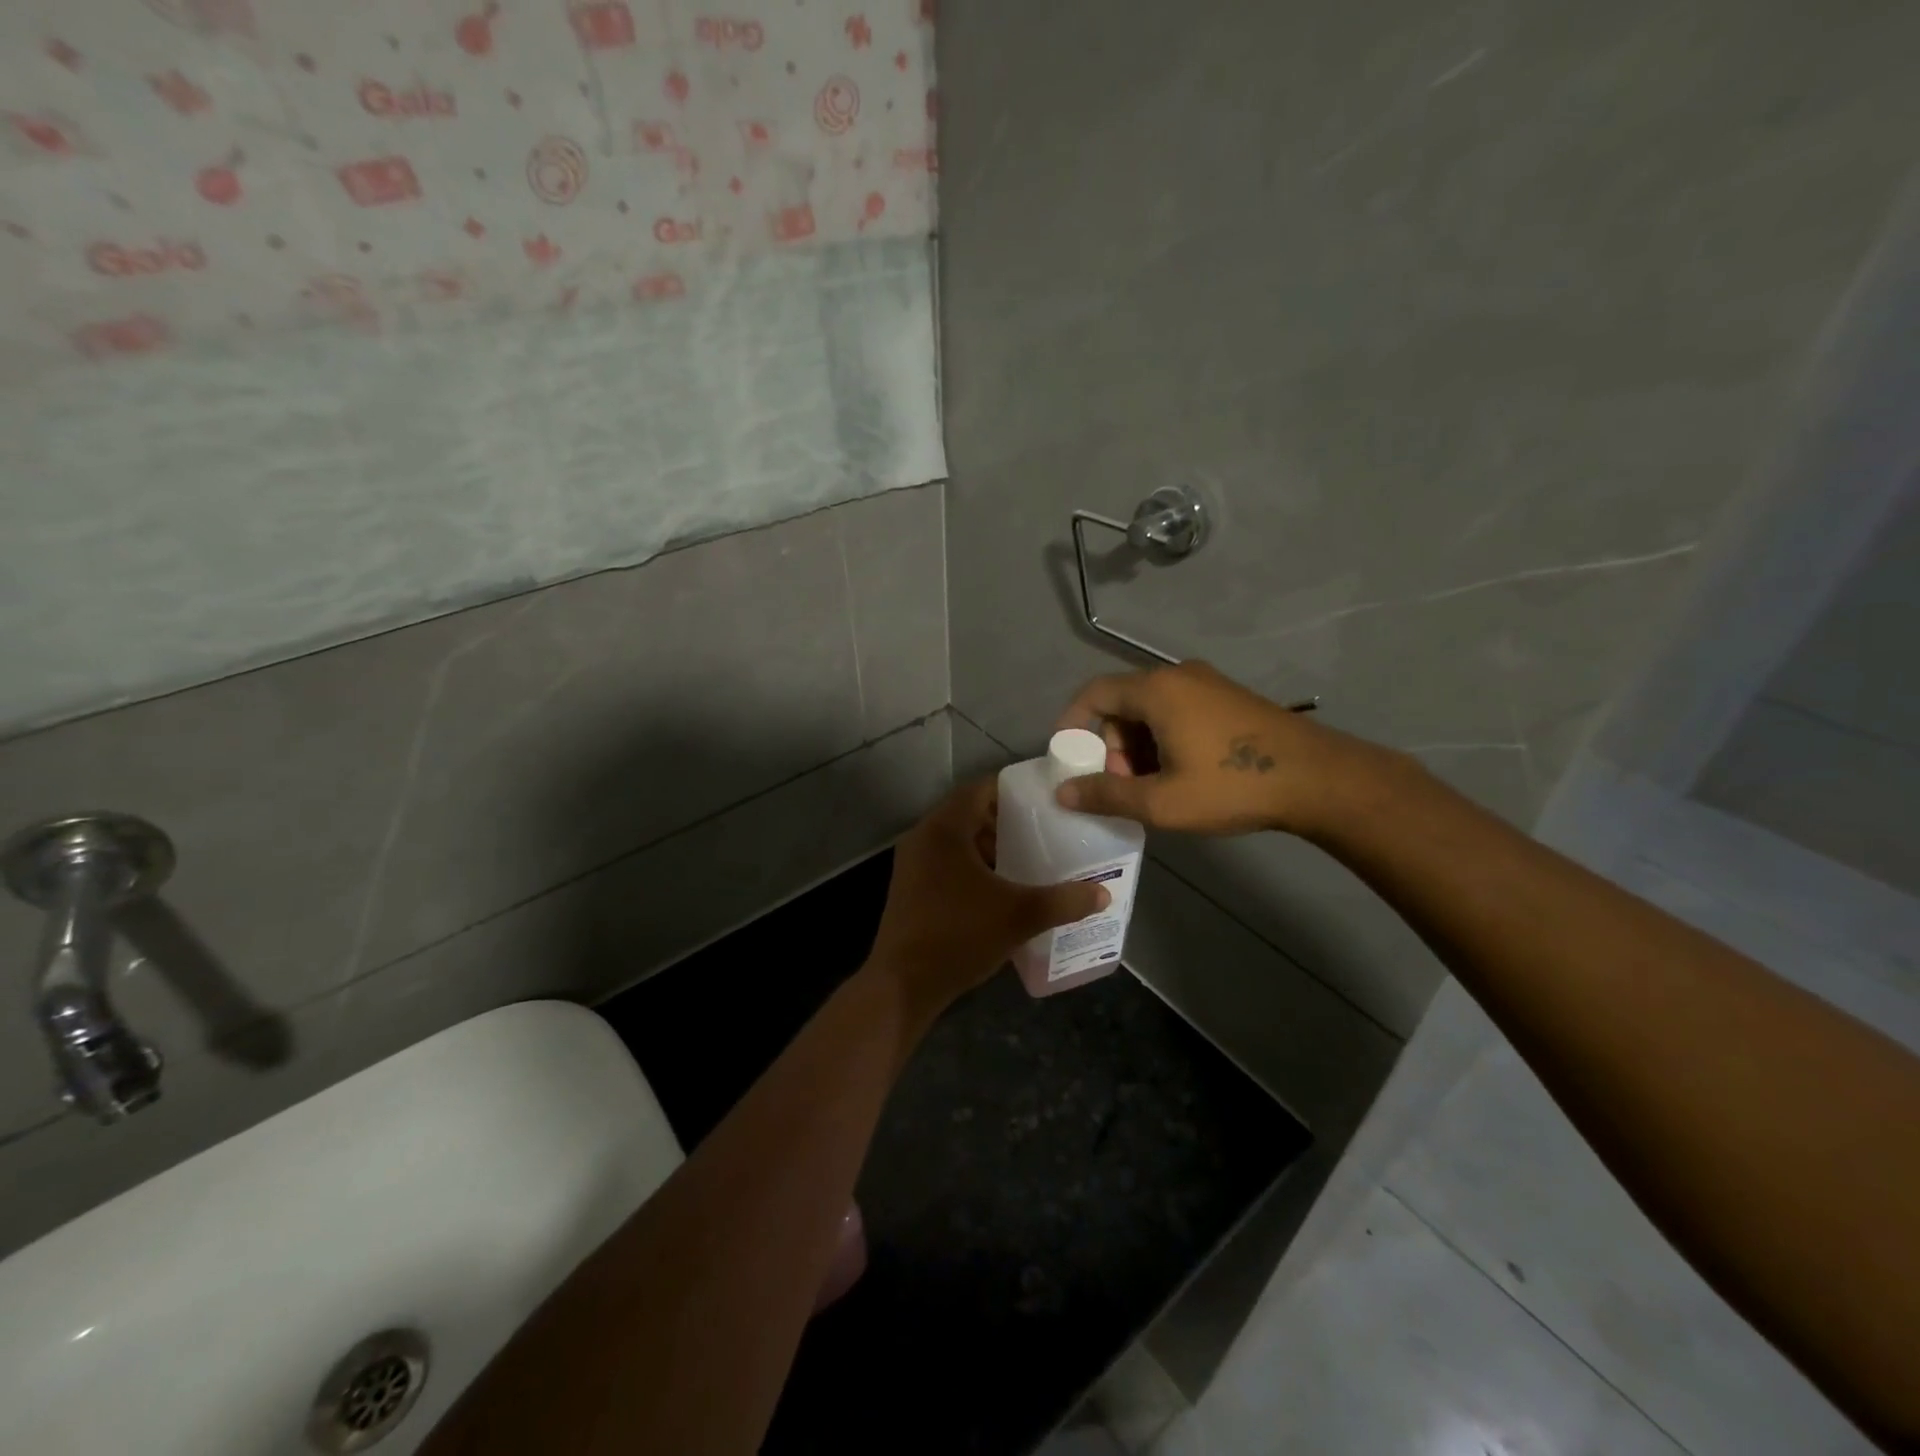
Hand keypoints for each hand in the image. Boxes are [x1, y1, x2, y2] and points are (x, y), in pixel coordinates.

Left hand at [867, 778, 1109, 1009]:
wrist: (903, 984)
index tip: (1044, 800)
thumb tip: (1103, 894)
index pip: (980, 789)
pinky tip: (999, 890)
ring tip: (1027, 860)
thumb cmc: (959, 935)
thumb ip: (1063, 901)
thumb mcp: (1019, 916)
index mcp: (945, 829)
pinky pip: (945, 862)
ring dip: (989, 847)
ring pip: (957, 841)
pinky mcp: (909, 888)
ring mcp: (912, 864)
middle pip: (969, 814)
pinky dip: (972, 867)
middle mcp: (923, 837)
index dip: (1012, 791)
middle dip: (1005, 822)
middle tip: (1043, 831)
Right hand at [1052, 662, 1387, 836]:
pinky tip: (1184, 773)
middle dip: (1112, 745)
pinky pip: (1178, 710)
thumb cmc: (1231, 786)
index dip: (1071, 724)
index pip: (1094, 693)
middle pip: (1123, 704)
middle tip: (1125, 785)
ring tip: (1156, 786)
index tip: (1068, 758)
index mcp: (1156, 690)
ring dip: (1139, 746)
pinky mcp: (1229, 697)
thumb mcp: (1161, 801)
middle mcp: (1178, 676)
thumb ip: (1106, 795)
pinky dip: (1165, 738)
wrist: (1318, 779)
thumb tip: (1062, 792)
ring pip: (1151, 710)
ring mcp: (1208, 683)